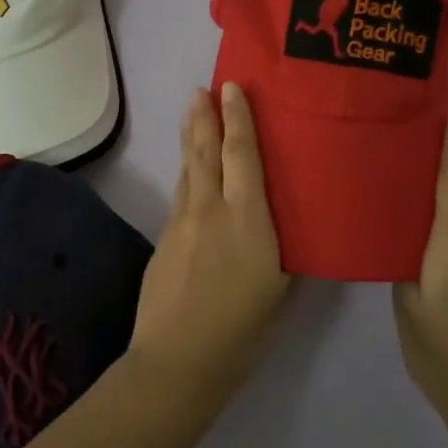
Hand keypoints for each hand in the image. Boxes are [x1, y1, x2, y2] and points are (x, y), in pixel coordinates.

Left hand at [130, 83, 289, 404]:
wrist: (178, 359)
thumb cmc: (242, 330)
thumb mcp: (280, 290)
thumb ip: (280, 251)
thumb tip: (282, 230)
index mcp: (248, 220)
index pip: (242, 156)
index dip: (238, 119)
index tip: (231, 88)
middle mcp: (212, 210)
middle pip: (206, 152)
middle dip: (205, 117)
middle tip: (202, 89)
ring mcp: (182, 222)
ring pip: (189, 169)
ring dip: (191, 138)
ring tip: (193, 113)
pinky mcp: (165, 238)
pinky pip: (180, 194)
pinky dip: (187, 172)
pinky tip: (190, 172)